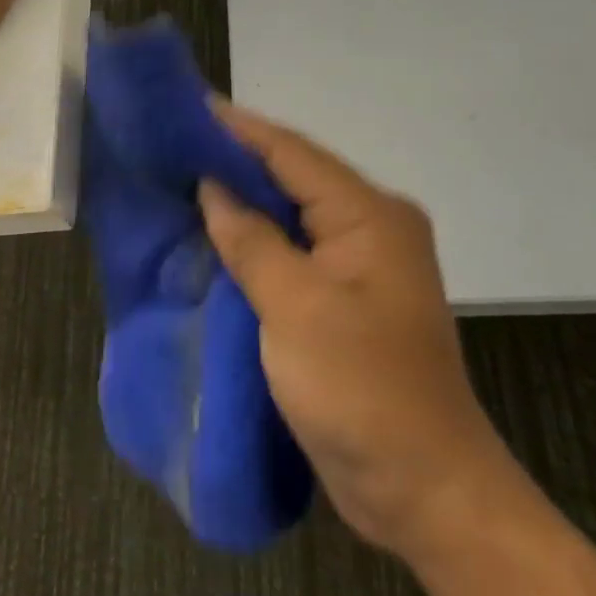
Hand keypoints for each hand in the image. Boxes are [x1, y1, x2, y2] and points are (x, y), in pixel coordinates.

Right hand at [198, 102, 511, 560]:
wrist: (422, 489)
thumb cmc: (361, 389)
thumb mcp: (296, 308)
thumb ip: (251, 241)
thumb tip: (213, 188)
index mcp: (370, 217)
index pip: (292, 154)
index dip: (238, 128)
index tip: (187, 106)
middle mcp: (369, 230)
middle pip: (291, 178)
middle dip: (234, 161)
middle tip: (173, 143)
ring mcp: (357, 268)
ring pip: (288, 217)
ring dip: (240, 202)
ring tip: (181, 180)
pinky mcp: (342, 303)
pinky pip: (289, 254)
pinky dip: (251, 243)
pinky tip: (211, 238)